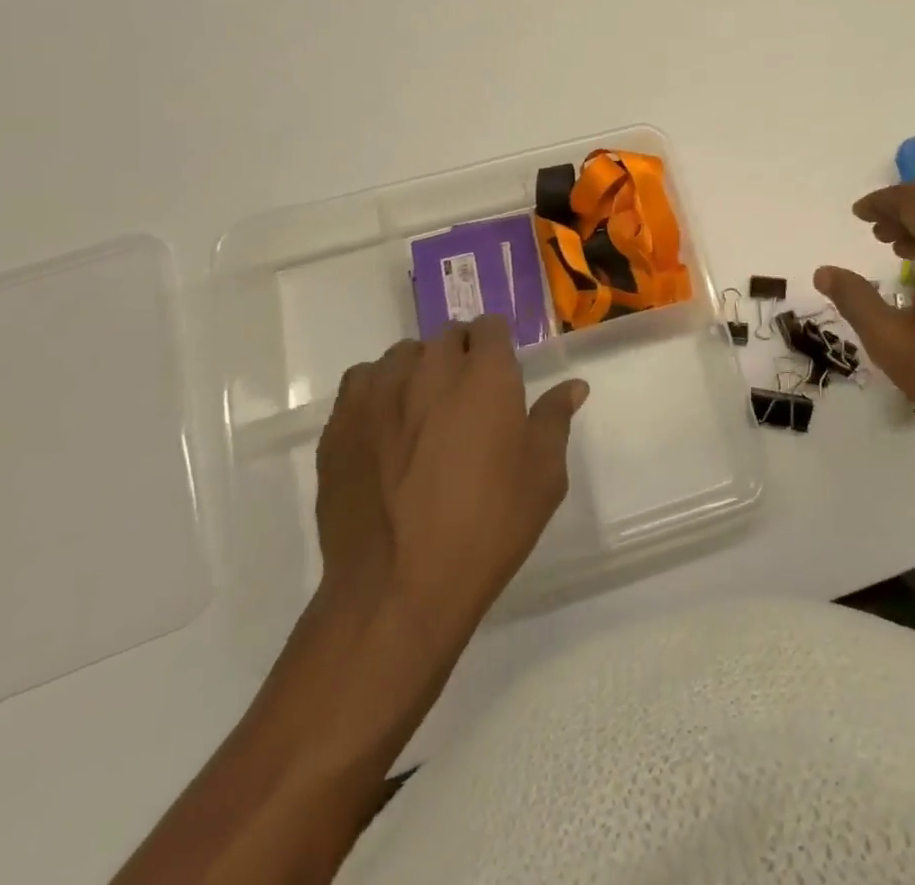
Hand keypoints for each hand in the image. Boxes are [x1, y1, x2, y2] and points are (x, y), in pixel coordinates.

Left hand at [314, 316, 587, 631]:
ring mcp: (379, 393)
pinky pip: (361, 383)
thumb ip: (555, 420)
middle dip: (462, 355)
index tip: (502, 370)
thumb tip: (573, 386)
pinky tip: (385, 427)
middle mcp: (430, 369)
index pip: (490, 327)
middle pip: (446, 337)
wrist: (397, 587)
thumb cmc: (487, 527)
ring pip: (402, 356)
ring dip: (419, 369)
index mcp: (485, 376)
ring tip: (424, 411)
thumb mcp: (543, 477)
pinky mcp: (340, 423)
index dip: (498, 344)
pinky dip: (378, 391)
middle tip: (469, 398)